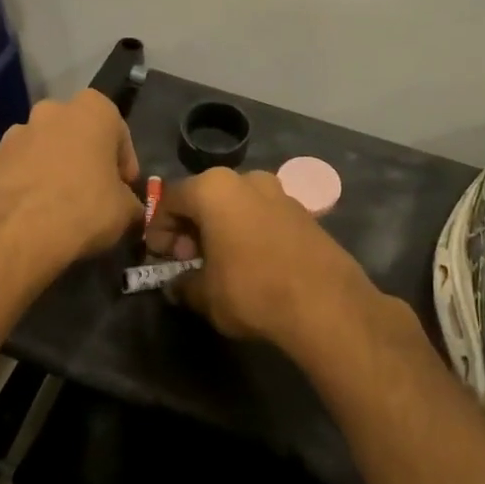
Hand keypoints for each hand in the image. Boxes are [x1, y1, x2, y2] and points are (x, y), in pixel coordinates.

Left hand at [0, 90, 143, 273]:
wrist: (17, 234)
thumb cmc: (83, 210)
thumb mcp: (125, 211)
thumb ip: (129, 201)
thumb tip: (128, 208)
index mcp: (91, 111)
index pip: (117, 130)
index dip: (123, 161)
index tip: (124, 186)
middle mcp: (49, 112)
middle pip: (74, 133)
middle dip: (82, 157)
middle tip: (90, 191)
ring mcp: (12, 134)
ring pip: (40, 148)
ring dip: (49, 168)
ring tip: (55, 204)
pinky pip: (13, 169)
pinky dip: (21, 184)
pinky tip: (27, 212)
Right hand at [147, 168, 380, 352]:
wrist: (325, 304)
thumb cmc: (251, 291)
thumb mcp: (204, 295)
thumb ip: (183, 285)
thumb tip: (177, 287)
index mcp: (213, 189)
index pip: (170, 199)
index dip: (158, 229)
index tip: (158, 256)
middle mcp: (246, 179)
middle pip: (204, 198)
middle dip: (190, 227)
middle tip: (187, 260)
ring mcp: (279, 192)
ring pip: (235, 205)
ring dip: (220, 228)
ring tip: (219, 263)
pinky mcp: (304, 212)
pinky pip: (262, 216)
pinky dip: (248, 232)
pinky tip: (250, 263)